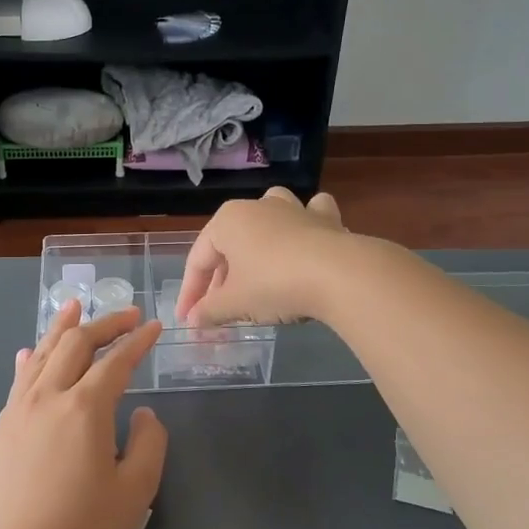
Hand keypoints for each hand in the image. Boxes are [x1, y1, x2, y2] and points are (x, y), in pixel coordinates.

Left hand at [0, 301, 167, 528]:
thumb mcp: (136, 490)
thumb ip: (149, 442)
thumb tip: (141, 412)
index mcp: (85, 408)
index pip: (116, 361)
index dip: (138, 341)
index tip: (154, 326)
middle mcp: (49, 396)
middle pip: (76, 344)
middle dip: (104, 323)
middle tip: (126, 314)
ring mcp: (19, 410)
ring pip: (43, 354)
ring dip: (62, 328)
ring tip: (75, 307)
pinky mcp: (2, 428)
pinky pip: (20, 379)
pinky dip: (33, 357)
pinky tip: (32, 351)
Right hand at [176, 187, 348, 327]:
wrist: (340, 275)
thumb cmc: (274, 284)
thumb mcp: (235, 304)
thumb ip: (210, 311)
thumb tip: (193, 321)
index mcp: (227, 221)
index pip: (198, 261)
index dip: (191, 293)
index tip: (188, 320)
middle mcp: (257, 207)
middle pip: (230, 246)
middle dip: (222, 280)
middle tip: (218, 313)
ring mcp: (293, 209)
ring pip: (267, 222)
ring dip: (258, 244)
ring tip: (255, 271)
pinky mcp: (325, 220)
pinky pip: (309, 217)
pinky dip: (305, 227)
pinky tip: (305, 242)